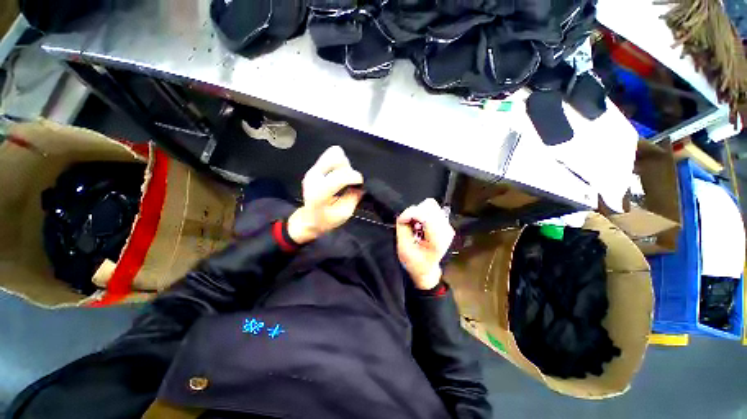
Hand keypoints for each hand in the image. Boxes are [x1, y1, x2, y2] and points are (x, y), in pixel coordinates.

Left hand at [288, 146, 363, 243]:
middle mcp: (314, 178)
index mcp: (319, 193)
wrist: (308, 219)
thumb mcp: (344, 214)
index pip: (339, 177)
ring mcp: (313, 171)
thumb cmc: (326, 220)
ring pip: (333, 153)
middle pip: (336, 158)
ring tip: (343, 177)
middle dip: (348, 168)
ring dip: (344, 164)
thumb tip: (361, 186)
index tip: (360, 182)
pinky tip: (339, 173)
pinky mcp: (314, 167)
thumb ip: (353, 198)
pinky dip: (339, 162)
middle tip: (349, 180)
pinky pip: (330, 155)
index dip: (354, 176)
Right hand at [396, 198, 454, 289]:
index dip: (410, 213)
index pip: (425, 215)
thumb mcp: (403, 249)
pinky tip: (418, 224)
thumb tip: (402, 215)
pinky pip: (432, 209)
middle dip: (414, 212)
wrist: (427, 271)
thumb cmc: (415, 263)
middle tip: (407, 223)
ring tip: (413, 224)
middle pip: (429, 206)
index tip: (400, 220)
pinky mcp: (445, 224)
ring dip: (418, 211)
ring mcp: (447, 226)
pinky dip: (422, 213)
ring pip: (431, 205)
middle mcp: (446, 229)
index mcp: (437, 239)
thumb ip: (402, 229)